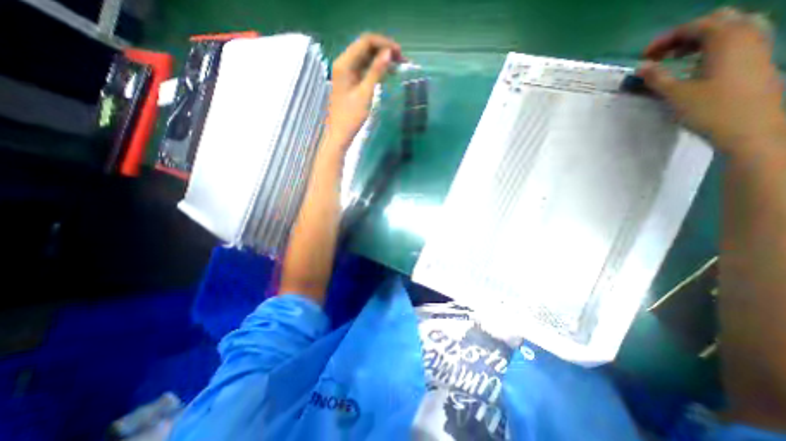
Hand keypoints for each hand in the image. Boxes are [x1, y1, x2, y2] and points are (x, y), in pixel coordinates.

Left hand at [322, 33, 401, 147]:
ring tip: (398, 67)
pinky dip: (376, 69)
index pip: (366, 41)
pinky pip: (364, 69)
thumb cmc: (351, 116)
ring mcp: (346, 72)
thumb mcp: (365, 93)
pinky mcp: (350, 81)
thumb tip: (389, 53)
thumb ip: (376, 71)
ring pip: (366, 58)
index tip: (400, 54)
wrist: (340, 134)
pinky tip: (387, 74)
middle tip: (401, 60)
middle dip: (384, 50)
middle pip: (365, 47)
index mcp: (344, 63)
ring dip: (381, 59)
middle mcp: (343, 63)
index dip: (384, 44)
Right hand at [637, 7, 785, 157]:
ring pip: (731, 28)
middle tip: (661, 55)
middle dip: (685, 35)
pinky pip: (738, 40)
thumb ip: (657, 77)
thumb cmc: (710, 109)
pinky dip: (715, 46)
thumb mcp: (676, 94)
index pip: (695, 26)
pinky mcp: (758, 59)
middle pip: (716, 20)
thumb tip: (641, 67)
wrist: (750, 127)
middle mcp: (748, 34)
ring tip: (678, 58)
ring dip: (701, 39)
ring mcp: (758, 45)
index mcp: (727, 39)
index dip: (666, 38)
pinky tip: (698, 64)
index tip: (644, 57)